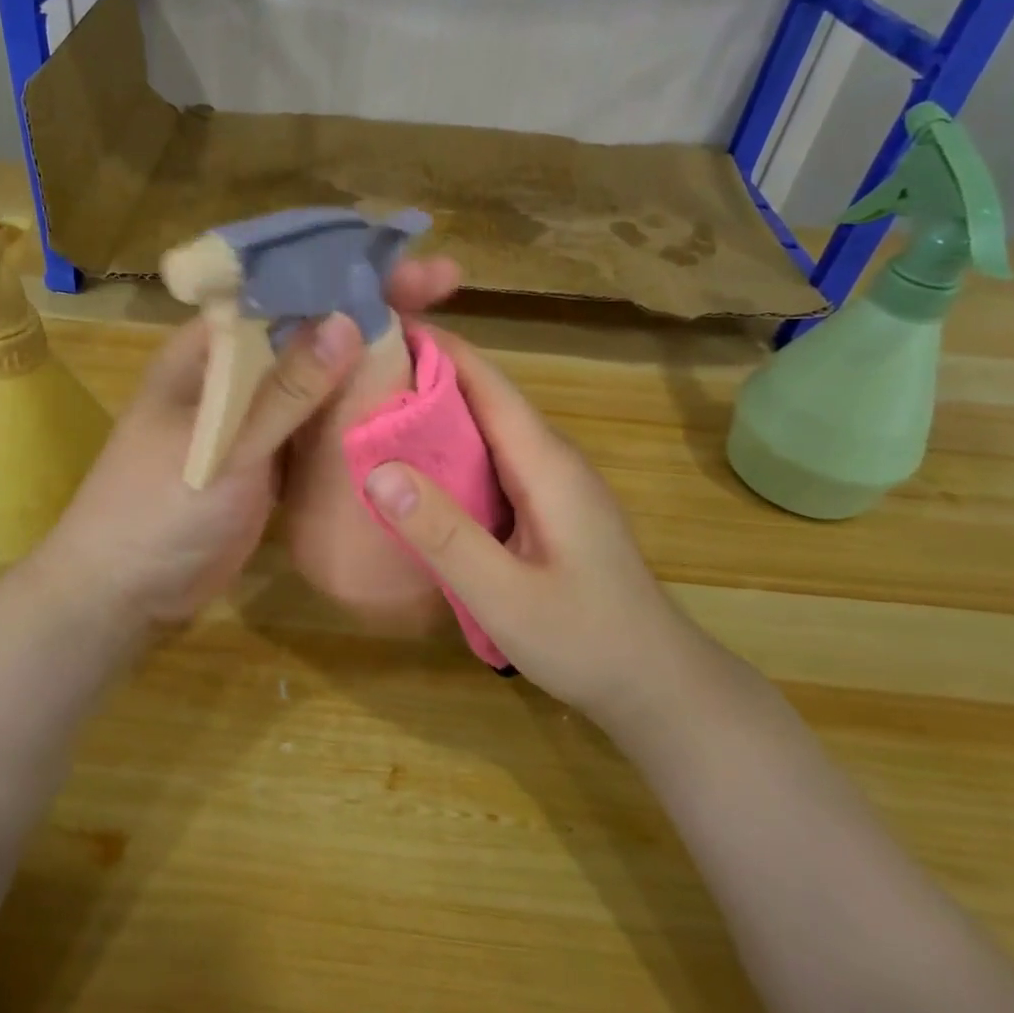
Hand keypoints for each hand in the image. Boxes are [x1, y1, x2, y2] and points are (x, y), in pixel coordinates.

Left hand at [37, 257, 465, 629]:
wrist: (124, 593)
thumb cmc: (156, 510)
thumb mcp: (222, 448)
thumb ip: (284, 391)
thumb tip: (348, 322)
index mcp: (212, 349)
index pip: (284, 290)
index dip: (346, 269)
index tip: (409, 264)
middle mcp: (236, 372)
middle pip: (311, 327)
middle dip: (372, 305)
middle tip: (444, 288)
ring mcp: (255, 416)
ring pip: (321, 375)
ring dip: (372, 358)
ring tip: (437, 339)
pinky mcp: (271, 459)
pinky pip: (320, 423)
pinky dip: (357, 412)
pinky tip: (404, 406)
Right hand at [360, 329, 699, 723]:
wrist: (657, 685)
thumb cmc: (585, 640)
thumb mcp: (505, 596)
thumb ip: (443, 534)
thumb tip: (379, 470)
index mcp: (545, 463)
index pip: (487, 382)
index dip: (437, 348)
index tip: (378, 327)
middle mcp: (551, 459)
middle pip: (484, 398)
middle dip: (425, 376)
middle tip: (357, 373)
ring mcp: (553, 484)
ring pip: (487, 430)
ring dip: (436, 414)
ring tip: (373, 411)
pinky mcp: (548, 508)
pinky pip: (492, 462)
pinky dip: (451, 452)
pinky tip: (417, 471)